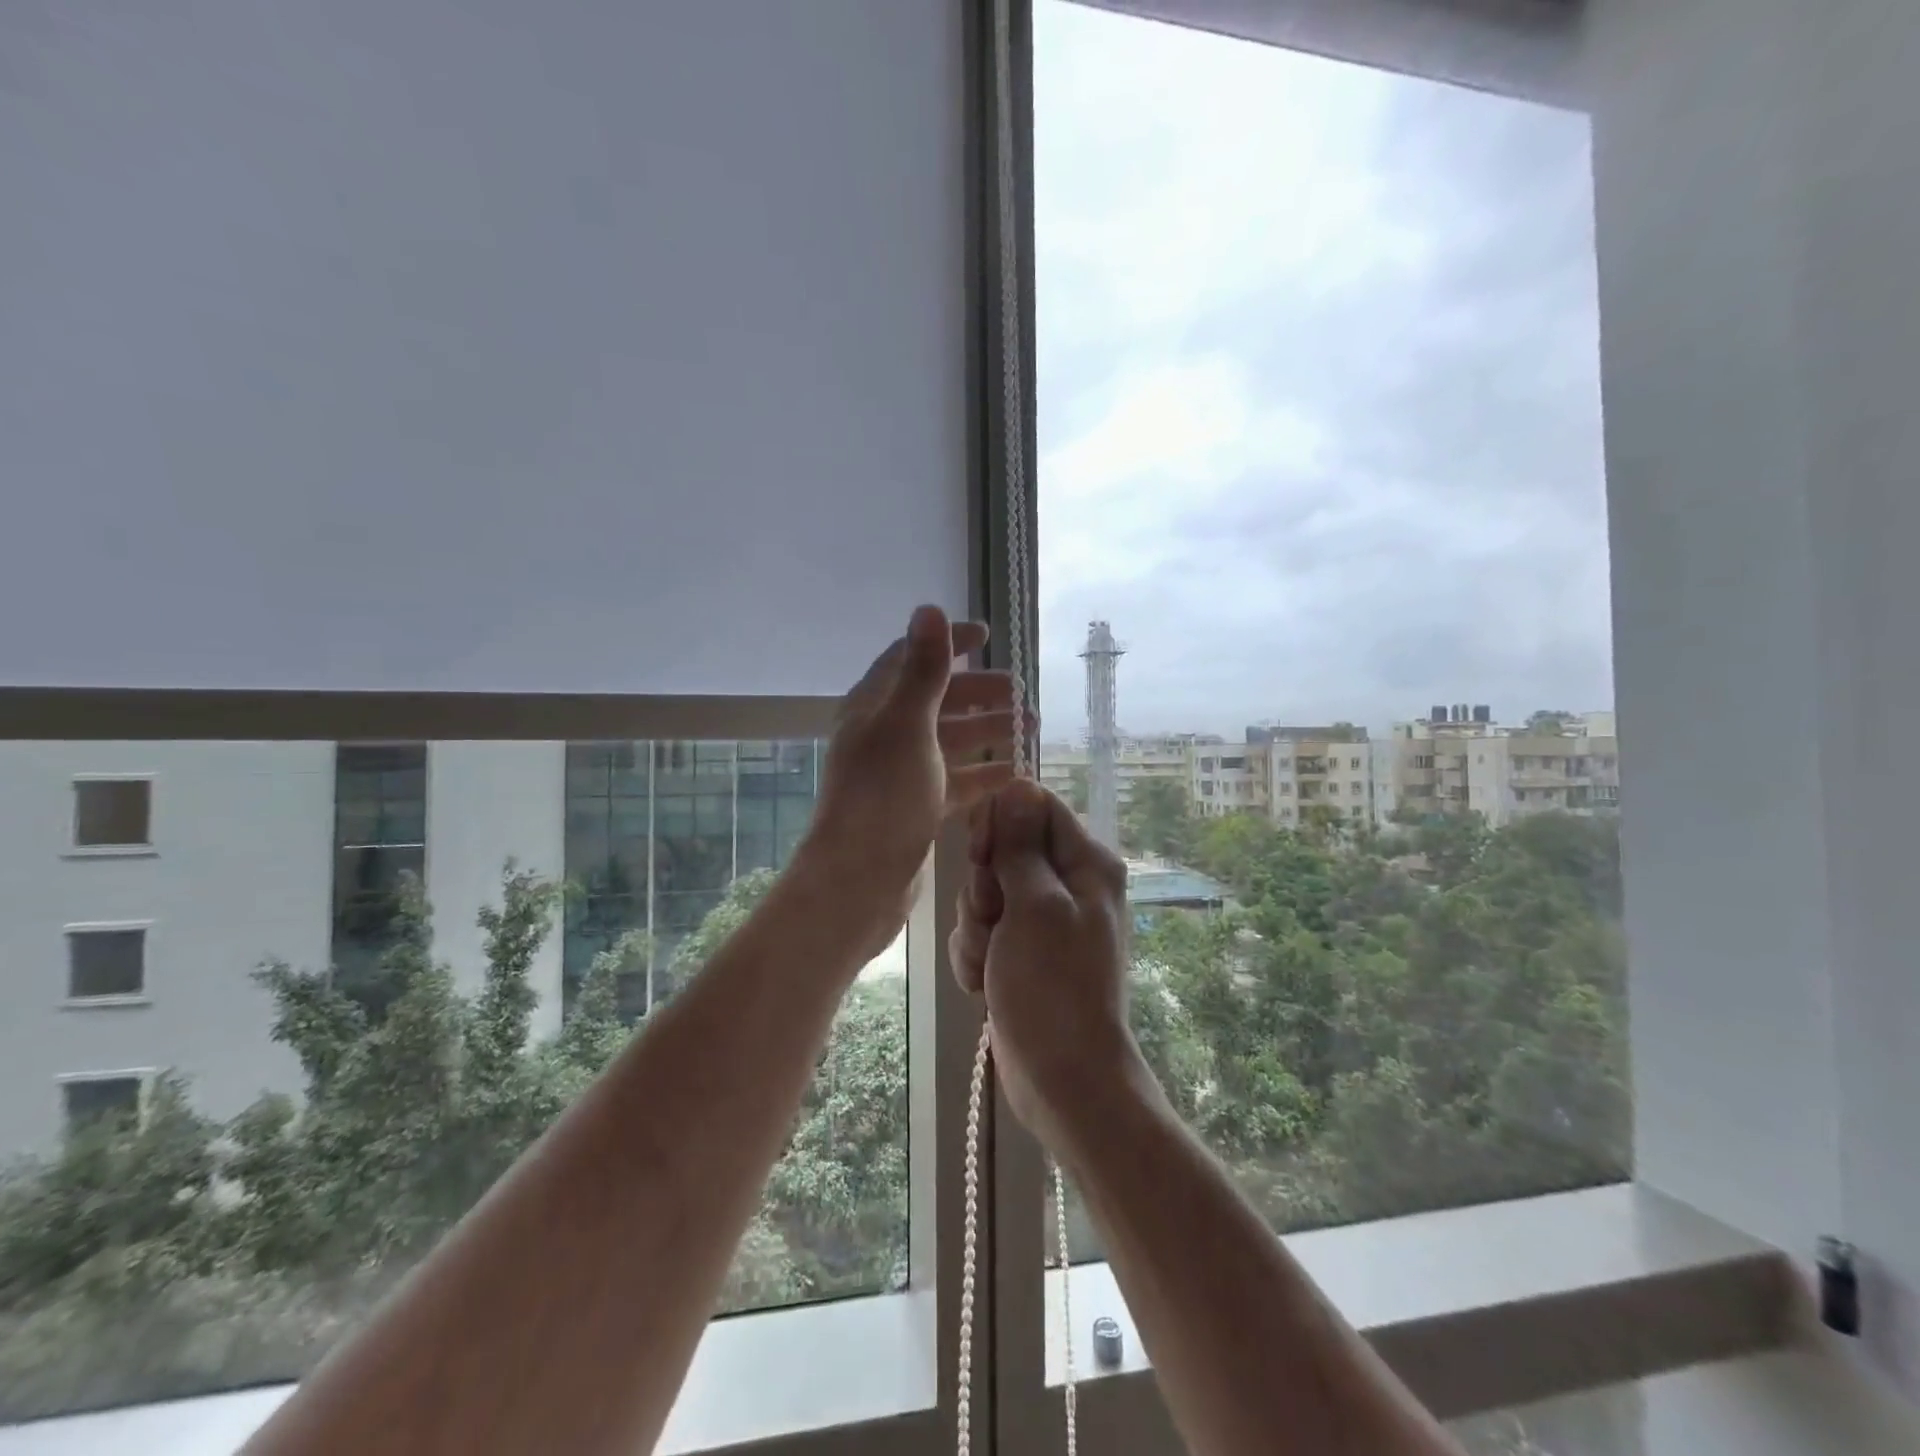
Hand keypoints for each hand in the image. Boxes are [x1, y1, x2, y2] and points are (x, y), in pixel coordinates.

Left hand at [801, 605, 1022, 949]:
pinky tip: (1016, 771)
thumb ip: (924, 669)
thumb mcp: (908, 725)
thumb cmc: (883, 796)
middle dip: (979, 691)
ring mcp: (902, 772)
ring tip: (1031, 726)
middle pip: (938, 699)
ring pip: (951, 740)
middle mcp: (886, 733)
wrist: (860, 880)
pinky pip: (957, 780)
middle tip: (1021, 692)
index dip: (948, 643)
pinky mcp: (917, 807)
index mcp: (875, 706)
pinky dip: (985, 772)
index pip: (912, 658)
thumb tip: (930, 606)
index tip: (987, 635)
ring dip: (989, 729)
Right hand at [949, 779, 1143, 1150]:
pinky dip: (976, 954)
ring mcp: (1041, 919)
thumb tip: (1018, 784)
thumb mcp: (1035, 906)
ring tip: (991, 962)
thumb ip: (1022, 844)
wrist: (1062, 1079)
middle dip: (984, 885)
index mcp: (1085, 862)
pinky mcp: (1019, 950)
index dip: (1000, 823)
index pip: (1033, 804)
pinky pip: (982, 930)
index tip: (985, 856)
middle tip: (993, 918)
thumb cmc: (1053, 987)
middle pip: (1004, 847)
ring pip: (985, 892)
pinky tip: (984, 984)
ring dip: (975, 927)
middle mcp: (1066, 883)